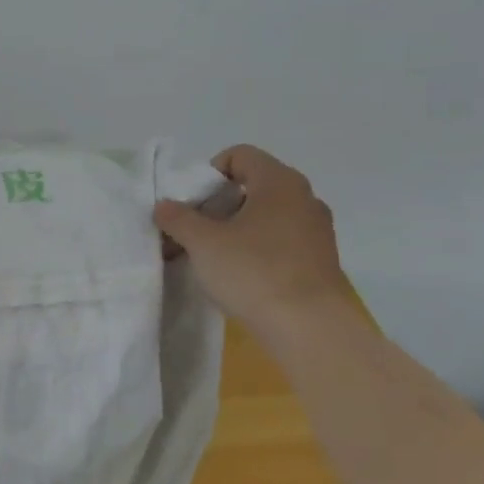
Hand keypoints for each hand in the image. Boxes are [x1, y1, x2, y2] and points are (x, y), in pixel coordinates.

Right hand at [154, 145, 354, 340]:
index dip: (209, 173)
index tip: (192, 204)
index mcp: (279, 182)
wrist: (310, 328)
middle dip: (216, 205)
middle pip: (251, 186)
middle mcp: (304, 198)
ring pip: (264, 216)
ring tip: (209, 258)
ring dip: (233, 229)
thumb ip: (178, 218)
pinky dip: (254, 249)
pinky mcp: (319, 260)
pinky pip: (279, 241)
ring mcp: (315, 230)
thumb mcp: (203, 242)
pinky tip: (237, 275)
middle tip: (192, 232)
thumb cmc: (254, 271)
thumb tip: (164, 206)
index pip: (240, 155)